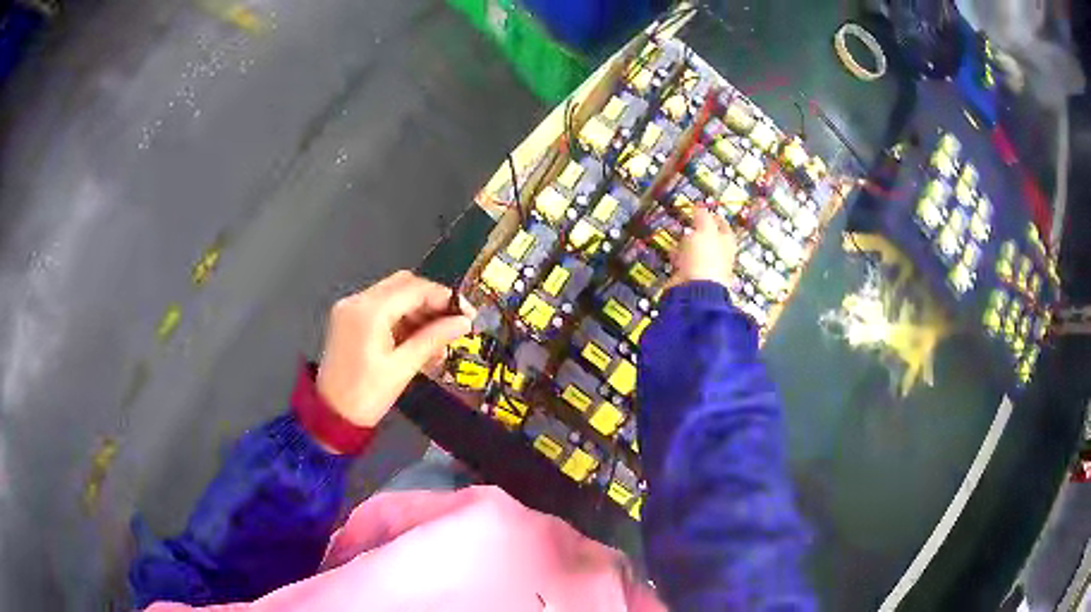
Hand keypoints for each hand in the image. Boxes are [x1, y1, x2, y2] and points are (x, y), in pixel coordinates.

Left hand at [317, 271, 473, 427]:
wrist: (332, 415)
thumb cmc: (367, 395)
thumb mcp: (403, 368)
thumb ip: (433, 339)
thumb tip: (463, 322)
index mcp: (369, 311)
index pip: (414, 288)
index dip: (443, 297)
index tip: (466, 313)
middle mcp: (357, 301)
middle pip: (403, 285)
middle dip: (430, 301)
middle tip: (452, 323)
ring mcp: (350, 309)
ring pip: (393, 295)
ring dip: (417, 310)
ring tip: (437, 339)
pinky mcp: (348, 319)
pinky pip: (380, 308)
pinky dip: (400, 318)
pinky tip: (416, 340)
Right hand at [666, 208, 737, 289]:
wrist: (693, 289)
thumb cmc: (704, 256)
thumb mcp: (705, 229)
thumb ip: (703, 217)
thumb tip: (700, 207)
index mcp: (727, 243)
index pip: (723, 226)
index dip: (714, 217)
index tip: (702, 209)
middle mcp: (719, 256)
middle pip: (709, 239)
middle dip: (699, 231)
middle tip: (688, 222)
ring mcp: (705, 268)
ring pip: (695, 251)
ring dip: (687, 244)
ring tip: (677, 236)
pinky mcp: (690, 277)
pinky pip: (684, 263)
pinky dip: (678, 257)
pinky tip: (672, 253)